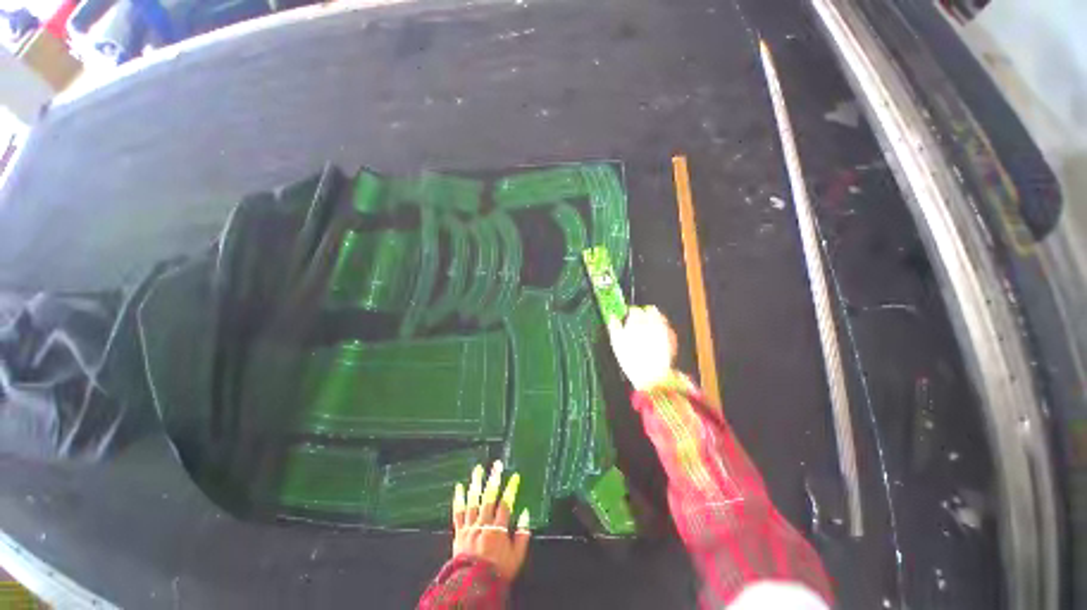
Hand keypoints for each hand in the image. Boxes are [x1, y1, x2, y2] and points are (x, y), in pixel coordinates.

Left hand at [451, 461, 531, 581]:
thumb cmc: (498, 572)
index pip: (506, 504)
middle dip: (493, 479)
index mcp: (498, 529)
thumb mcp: (516, 557)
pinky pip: (458, 513)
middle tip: (496, 465)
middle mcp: (483, 524)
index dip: (511, 489)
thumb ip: (522, 535)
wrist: (473, 588)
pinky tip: (459, 487)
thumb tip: (526, 513)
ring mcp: (470, 528)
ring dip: (476, 484)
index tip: (515, 476)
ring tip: (478, 469)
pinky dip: (458, 499)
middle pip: (489, 498)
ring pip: (473, 501)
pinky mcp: (459, 532)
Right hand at [607, 305, 677, 390]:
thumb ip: (614, 327)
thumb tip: (612, 318)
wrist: (652, 376)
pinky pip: (666, 328)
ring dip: (654, 320)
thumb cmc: (631, 360)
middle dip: (644, 314)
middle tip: (639, 322)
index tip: (627, 319)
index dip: (629, 314)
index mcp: (637, 321)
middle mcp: (652, 322)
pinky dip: (662, 330)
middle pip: (650, 310)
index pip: (634, 311)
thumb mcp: (616, 343)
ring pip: (660, 318)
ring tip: (648, 329)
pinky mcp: (672, 338)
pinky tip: (657, 339)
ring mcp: (664, 329)